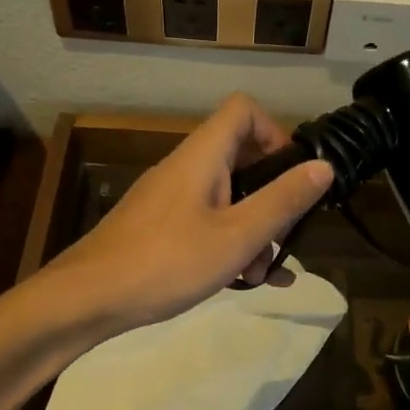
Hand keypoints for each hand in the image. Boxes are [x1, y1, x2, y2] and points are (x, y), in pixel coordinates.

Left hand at [39, 94, 333, 335]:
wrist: (85, 299)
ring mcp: (169, 197)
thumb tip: (324, 166)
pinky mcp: (158, 225)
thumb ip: (282, 200)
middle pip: (242, 158)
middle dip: (271, 198)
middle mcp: (185, 166)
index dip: (275, 132)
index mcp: (203, 156)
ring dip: (252, 230)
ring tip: (261, 275)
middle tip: (284, 238)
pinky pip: (206, 221)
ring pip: (226, 196)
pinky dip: (229, 243)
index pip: (243, 109)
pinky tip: (245, 282)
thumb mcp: (236, 236)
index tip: (292, 176)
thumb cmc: (166, 262)